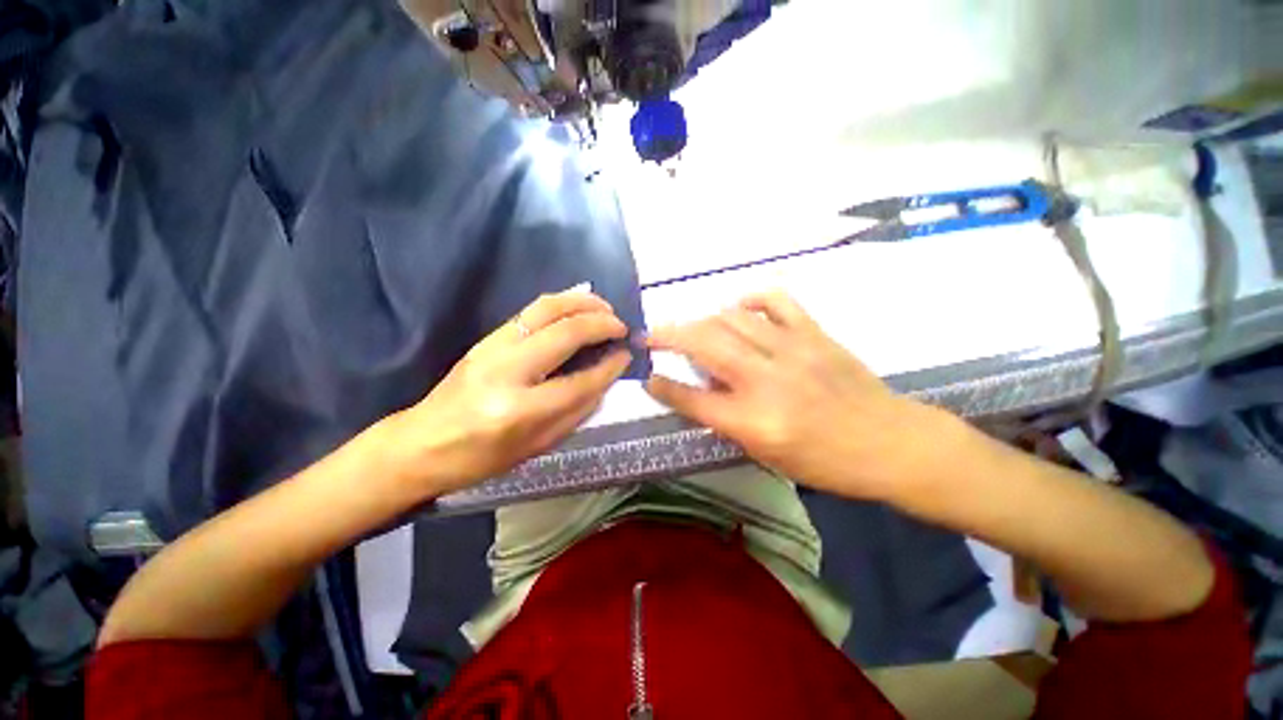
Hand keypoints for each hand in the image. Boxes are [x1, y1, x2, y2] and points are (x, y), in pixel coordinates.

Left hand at [388, 287, 631, 495]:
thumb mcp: (534, 448)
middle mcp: (507, 371)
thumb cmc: (479, 458)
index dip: (608, 367)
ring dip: (582, 303)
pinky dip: (560, 303)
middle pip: (565, 333)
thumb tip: (603, 381)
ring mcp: (493, 348)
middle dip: (601, 324)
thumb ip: (575, 413)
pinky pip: (531, 310)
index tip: (626, 355)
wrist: (420, 444)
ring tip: (605, 307)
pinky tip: (577, 306)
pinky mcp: (487, 338)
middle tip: (622, 326)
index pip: (579, 381)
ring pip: (547, 309)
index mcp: (520, 411)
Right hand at [645, 291, 952, 501]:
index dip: (662, 387)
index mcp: (753, 422)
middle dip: (666, 335)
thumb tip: (704, 387)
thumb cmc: (827, 462)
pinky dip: (749, 299)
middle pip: (702, 344)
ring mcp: (790, 350)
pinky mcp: (813, 333)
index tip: (647, 377)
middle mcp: (765, 380)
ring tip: (694, 329)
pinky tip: (740, 308)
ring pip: (730, 318)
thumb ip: (728, 420)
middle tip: (650, 335)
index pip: (692, 400)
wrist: (891, 442)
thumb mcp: (768, 456)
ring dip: (702, 320)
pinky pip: (774, 300)